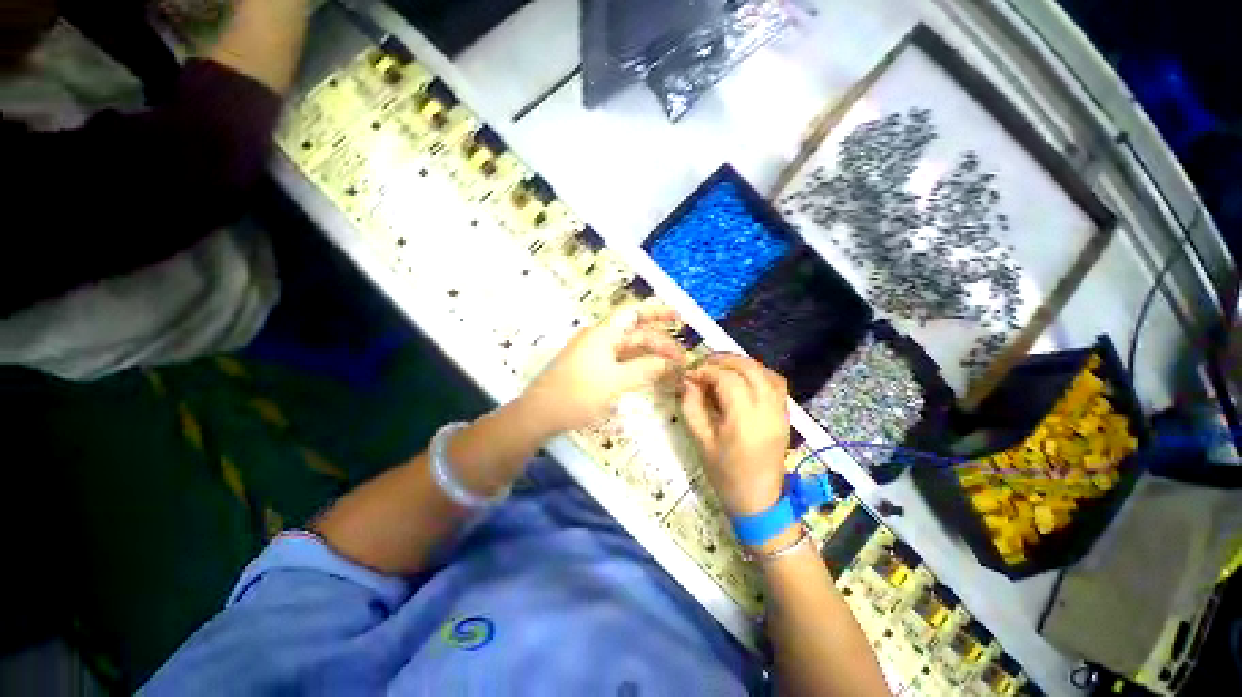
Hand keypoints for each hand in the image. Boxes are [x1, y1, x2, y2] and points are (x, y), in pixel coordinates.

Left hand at [520, 302, 685, 434]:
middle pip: (636, 334)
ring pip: (629, 349)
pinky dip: (637, 366)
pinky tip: (649, 375)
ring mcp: (595, 355)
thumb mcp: (616, 381)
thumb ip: (645, 369)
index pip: (635, 314)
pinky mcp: (592, 370)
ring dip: (650, 356)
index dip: (658, 312)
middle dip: (660, 343)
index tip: (679, 317)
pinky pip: (620, 362)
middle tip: (682, 359)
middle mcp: (600, 339)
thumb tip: (669, 362)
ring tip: (671, 367)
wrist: (540, 414)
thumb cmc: (577, 393)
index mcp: (604, 333)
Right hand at [681, 354, 789, 515]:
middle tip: (703, 364)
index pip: (727, 379)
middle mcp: (767, 410)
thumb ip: (691, 406)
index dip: (706, 370)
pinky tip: (742, 378)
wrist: (759, 500)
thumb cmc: (725, 474)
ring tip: (720, 367)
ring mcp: (780, 411)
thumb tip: (687, 379)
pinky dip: (758, 372)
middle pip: (749, 369)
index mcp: (744, 421)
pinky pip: (775, 382)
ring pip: (764, 371)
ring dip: (741, 364)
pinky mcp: (786, 413)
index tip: (690, 374)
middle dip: (723, 360)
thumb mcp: (700, 441)